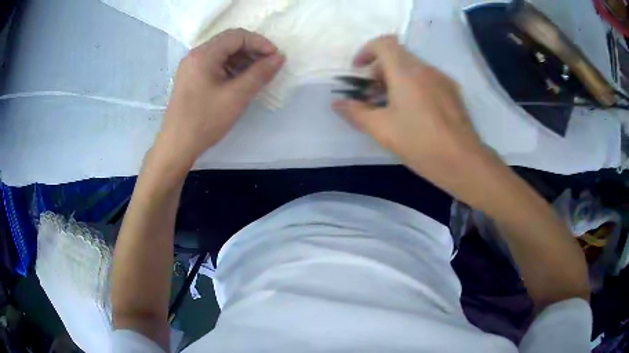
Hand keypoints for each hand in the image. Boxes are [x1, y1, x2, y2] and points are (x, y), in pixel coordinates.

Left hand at [156, 28, 284, 166]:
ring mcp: (191, 66)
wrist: (176, 146)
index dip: (260, 42)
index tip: (275, 57)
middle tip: (268, 64)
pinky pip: (214, 64)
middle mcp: (195, 55)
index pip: (237, 36)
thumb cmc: (205, 120)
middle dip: (252, 50)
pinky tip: (240, 80)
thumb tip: (279, 57)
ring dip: (242, 59)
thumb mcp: (236, 96)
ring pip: (222, 53)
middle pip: (228, 42)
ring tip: (257, 73)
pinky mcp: (190, 78)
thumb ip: (259, 73)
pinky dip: (230, 67)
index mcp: (204, 54)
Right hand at [333, 36, 489, 192]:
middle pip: (397, 55)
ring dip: (396, 79)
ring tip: (390, 106)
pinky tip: (413, 112)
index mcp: (406, 71)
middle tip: (371, 95)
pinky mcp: (452, 92)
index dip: (366, 51)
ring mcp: (442, 79)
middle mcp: (425, 68)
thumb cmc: (420, 142)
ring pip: (413, 67)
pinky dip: (413, 86)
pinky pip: (427, 79)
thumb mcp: (381, 129)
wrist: (463, 161)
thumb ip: (356, 112)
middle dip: (378, 70)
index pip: (383, 43)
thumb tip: (336, 103)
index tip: (358, 71)